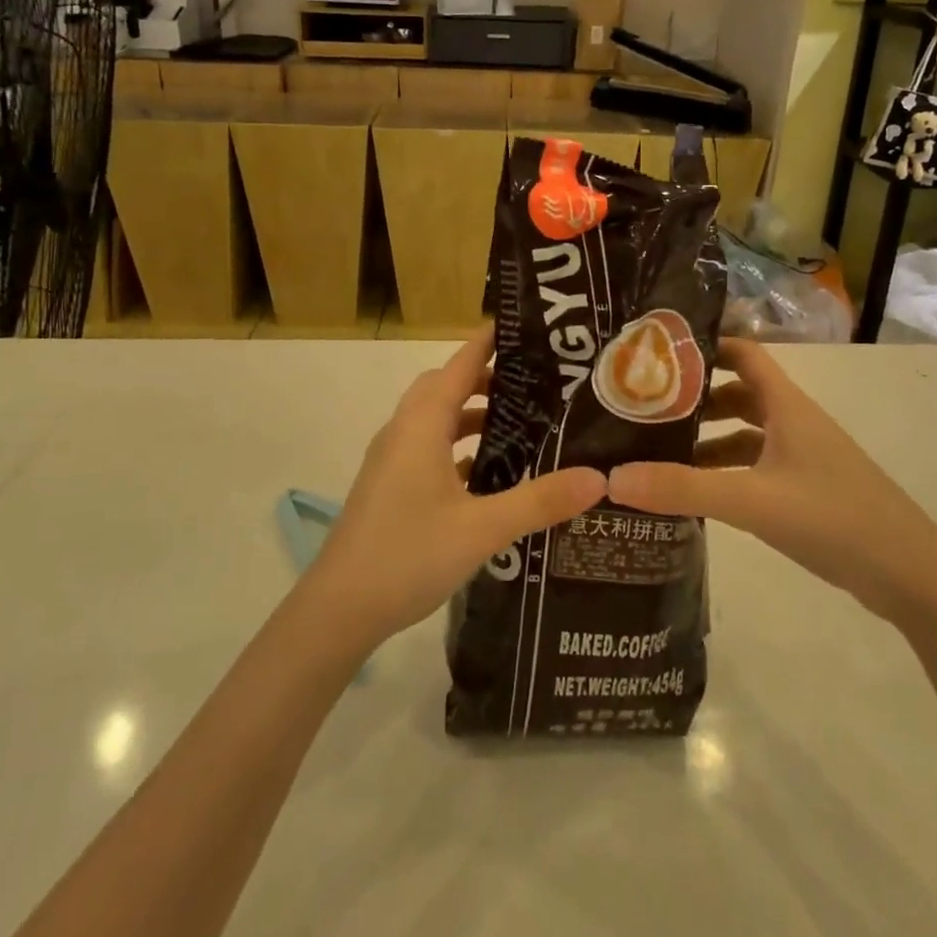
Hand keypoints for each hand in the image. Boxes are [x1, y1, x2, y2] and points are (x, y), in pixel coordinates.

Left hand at [305, 329, 606, 649]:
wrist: (339, 609)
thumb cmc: (408, 554)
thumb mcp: (483, 528)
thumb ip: (540, 500)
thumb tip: (597, 478)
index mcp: (422, 424)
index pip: (460, 363)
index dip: (490, 341)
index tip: (526, 328)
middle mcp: (404, 430)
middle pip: (446, 385)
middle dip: (486, 377)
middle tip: (534, 383)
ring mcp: (392, 458)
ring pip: (436, 418)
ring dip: (471, 414)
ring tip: (519, 425)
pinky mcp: (390, 484)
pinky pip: (429, 447)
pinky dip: (458, 446)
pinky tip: (488, 474)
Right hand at [608, 339, 936, 627]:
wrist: (913, 577)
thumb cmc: (834, 518)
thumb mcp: (752, 501)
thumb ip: (683, 488)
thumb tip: (612, 477)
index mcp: (786, 405)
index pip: (742, 353)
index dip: (704, 346)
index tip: (657, 354)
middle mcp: (794, 422)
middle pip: (737, 393)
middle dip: (694, 398)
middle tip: (644, 408)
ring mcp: (803, 457)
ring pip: (745, 434)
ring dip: (707, 439)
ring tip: (658, 454)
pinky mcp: (807, 490)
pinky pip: (755, 467)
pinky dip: (726, 472)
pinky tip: (698, 494)